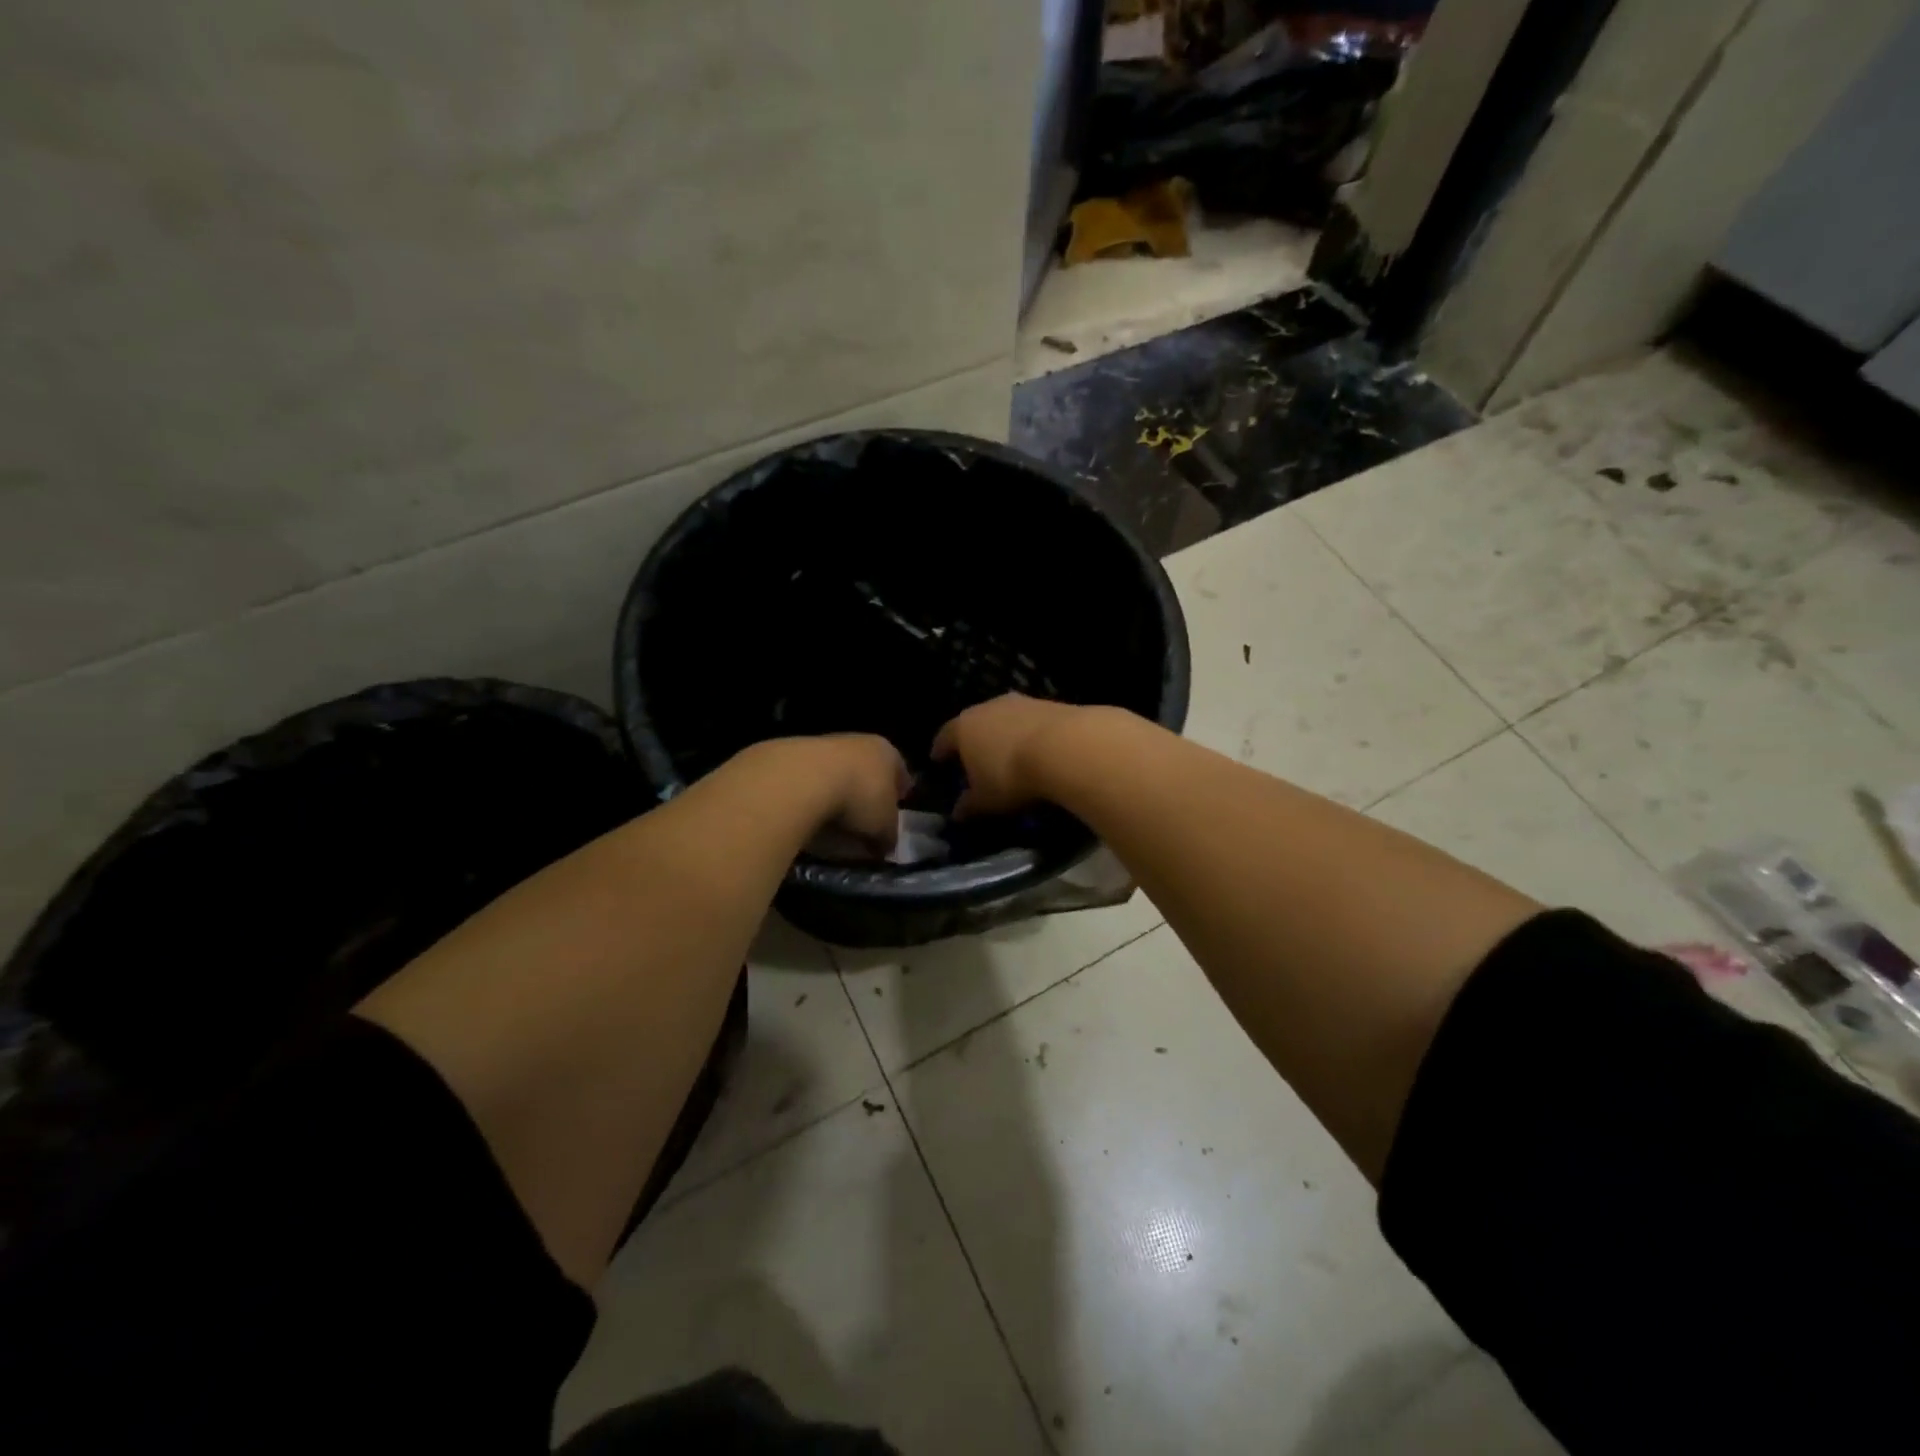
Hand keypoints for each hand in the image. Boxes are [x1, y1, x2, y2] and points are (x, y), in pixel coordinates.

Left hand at [741, 734, 909, 851]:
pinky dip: (811, 797)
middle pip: (867, 769)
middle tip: (866, 820)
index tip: (896, 810)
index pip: (899, 771)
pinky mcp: (791, 756)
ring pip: (836, 772)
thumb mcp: (884, 828)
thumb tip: (884, 845)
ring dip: (836, 793)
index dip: (899, 793)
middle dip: (867, 792)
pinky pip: (809, 782)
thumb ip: (888, 836)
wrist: (801, 780)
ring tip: (833, 824)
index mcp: (886, 752)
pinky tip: (808, 817)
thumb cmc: (858, 799)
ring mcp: (821, 745)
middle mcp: (857, 742)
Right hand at [931, 694, 1096, 817]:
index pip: (944, 737)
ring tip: (1008, 755)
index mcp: (963, 728)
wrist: (1065, 747)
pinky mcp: (1049, 703)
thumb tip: (957, 813)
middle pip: (974, 723)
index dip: (940, 751)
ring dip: (1003, 735)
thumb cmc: (1011, 776)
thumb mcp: (986, 800)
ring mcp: (1019, 702)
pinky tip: (1036, 750)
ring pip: (1003, 719)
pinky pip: (1030, 721)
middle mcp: (987, 707)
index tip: (938, 760)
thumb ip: (969, 805)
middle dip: (974, 740)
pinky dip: (1028, 734)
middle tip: (975, 758)